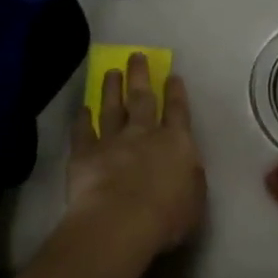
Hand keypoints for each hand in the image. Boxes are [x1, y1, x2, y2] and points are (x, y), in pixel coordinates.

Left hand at [66, 53, 205, 261]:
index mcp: (176, 143)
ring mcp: (113, 140)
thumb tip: (187, 165)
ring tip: (111, 72)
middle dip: (140, 75)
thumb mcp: (195, 199)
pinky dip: (82, 119)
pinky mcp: (85, 154)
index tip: (172, 75)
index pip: (178, 111)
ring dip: (112, 89)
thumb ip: (191, 178)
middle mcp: (145, 134)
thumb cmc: (167, 217)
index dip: (176, 92)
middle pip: (143, 98)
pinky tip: (82, 109)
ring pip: (112, 108)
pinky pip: (83, 132)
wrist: (121, 222)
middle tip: (136, 56)